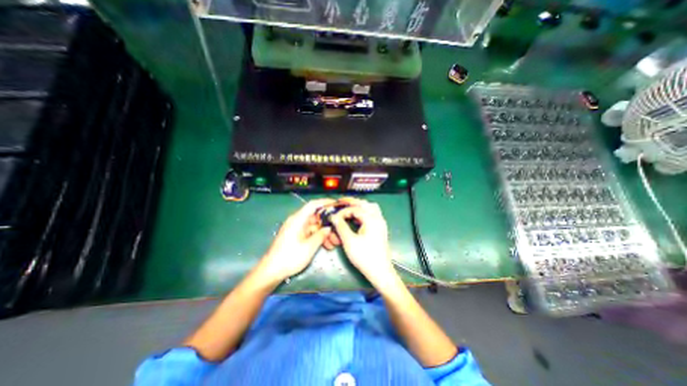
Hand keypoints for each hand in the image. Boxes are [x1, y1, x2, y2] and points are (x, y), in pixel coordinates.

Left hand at [256, 199, 333, 283]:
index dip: (325, 202)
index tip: (337, 204)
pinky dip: (318, 237)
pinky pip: (310, 233)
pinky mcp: (296, 236)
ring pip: (315, 226)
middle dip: (328, 223)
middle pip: (316, 217)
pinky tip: (327, 245)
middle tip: (339, 229)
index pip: (313, 205)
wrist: (271, 271)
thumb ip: (321, 235)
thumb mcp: (309, 247)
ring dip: (325, 233)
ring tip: (335, 242)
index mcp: (298, 219)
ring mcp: (296, 229)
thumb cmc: (290, 257)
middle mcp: (297, 221)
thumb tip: (329, 228)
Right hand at [330, 199, 400, 285]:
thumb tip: (333, 217)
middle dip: (352, 202)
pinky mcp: (380, 229)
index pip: (355, 209)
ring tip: (348, 208)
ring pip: (370, 208)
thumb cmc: (365, 256)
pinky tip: (356, 218)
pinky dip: (363, 213)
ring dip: (359, 206)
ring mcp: (380, 223)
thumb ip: (341, 226)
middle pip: (365, 203)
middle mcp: (378, 218)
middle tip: (341, 202)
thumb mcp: (350, 241)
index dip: (343, 211)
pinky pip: (372, 215)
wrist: (380, 271)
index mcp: (371, 219)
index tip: (334, 217)